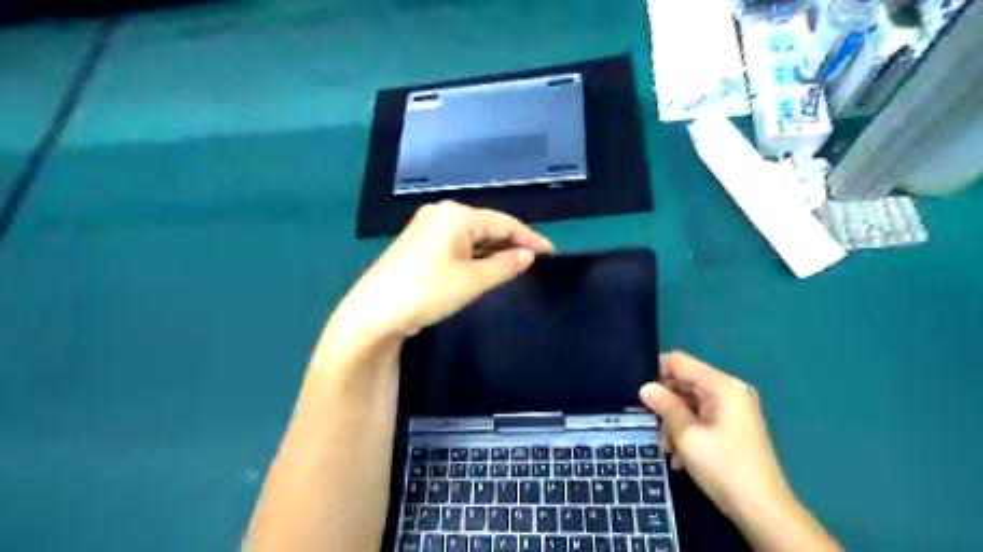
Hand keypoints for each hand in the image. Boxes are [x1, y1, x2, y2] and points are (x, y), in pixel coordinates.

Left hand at [325, 203, 548, 347]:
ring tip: (515, 266)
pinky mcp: (418, 244)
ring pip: (470, 237)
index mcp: (455, 215)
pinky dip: (474, 256)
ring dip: (492, 251)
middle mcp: (440, 214)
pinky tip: (485, 268)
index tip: (550, 252)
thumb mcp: (473, 281)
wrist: (374, 314)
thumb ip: (505, 265)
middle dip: (510, 244)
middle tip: (534, 262)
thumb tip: (527, 255)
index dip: (529, 238)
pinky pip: (456, 245)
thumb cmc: (428, 292)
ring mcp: (426, 228)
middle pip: (486, 226)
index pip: (503, 222)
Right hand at [638, 354, 788, 521]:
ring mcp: (732, 409)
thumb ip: (665, 405)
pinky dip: (686, 430)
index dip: (656, 371)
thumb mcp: (687, 435)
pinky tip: (679, 455)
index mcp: (722, 386)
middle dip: (665, 402)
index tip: (637, 392)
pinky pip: (700, 417)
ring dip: (673, 421)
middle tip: (648, 422)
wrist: (763, 511)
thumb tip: (645, 388)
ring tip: (666, 447)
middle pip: (684, 382)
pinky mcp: (731, 426)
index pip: (680, 362)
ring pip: (689, 402)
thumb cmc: (723, 467)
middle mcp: (729, 391)